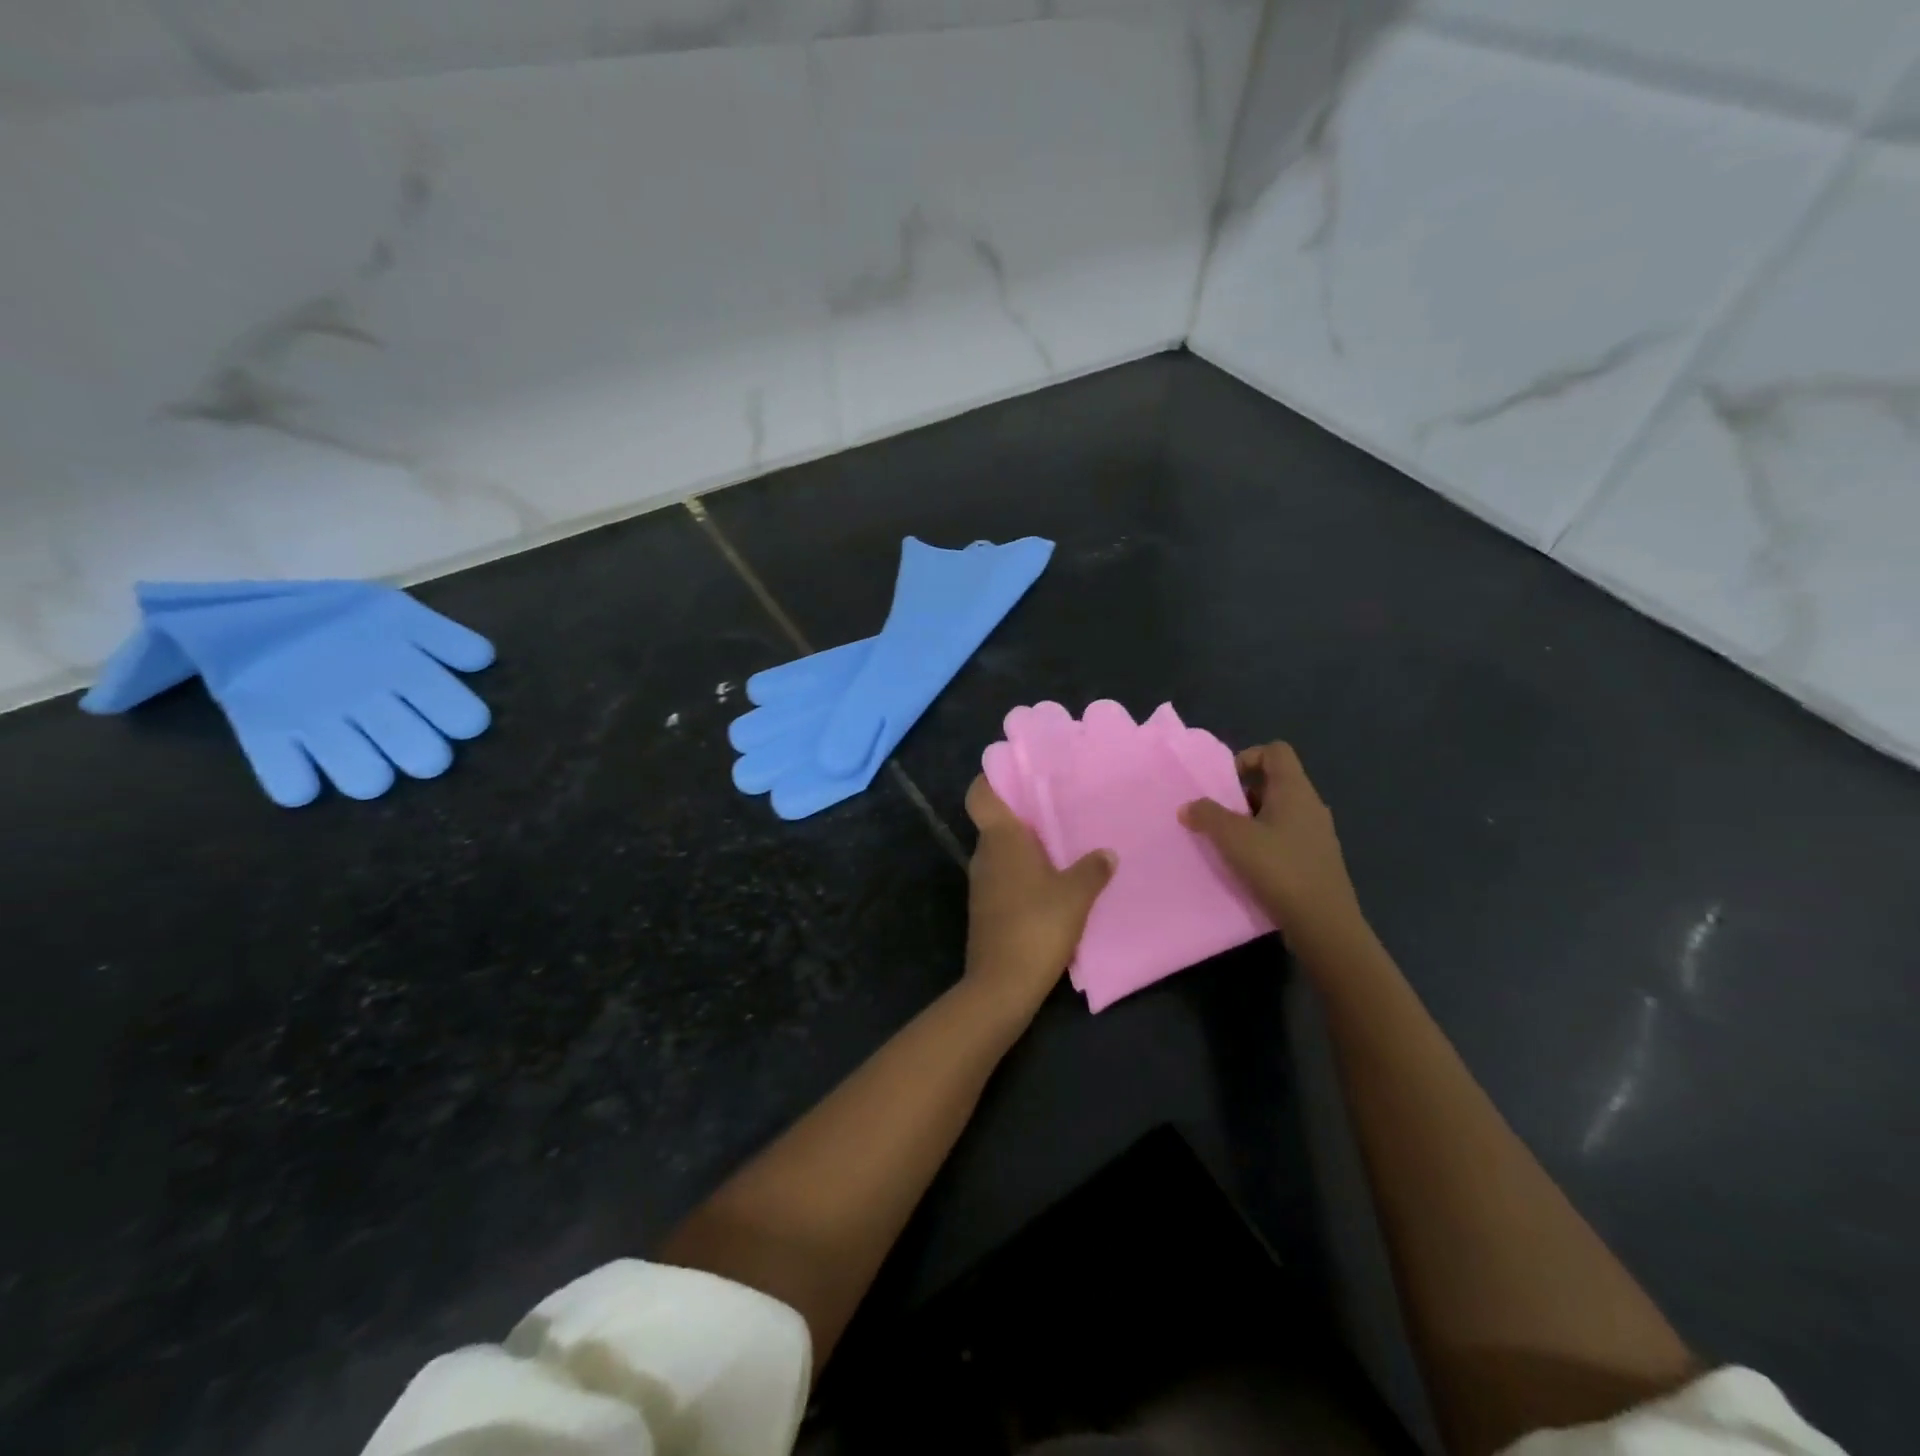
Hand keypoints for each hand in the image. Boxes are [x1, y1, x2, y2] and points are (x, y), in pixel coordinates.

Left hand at [961, 775, 1114, 1023]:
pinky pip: (1004, 875)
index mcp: (1001, 840)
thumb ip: (1093, 869)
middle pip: (997, 822)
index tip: (1017, 771)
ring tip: (1062, 841)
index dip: (992, 779)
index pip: (981, 795)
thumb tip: (1107, 853)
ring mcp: (982, 883)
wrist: (1002, 983)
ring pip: (1002, 850)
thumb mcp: (1076, 895)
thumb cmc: (1038, 926)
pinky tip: (1052, 881)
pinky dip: (1023, 871)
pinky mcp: (986, 907)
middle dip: (1023, 813)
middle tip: (1058, 805)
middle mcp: (985, 854)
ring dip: (1025, 845)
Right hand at [1179, 742, 1362, 943]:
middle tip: (1219, 815)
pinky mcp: (1316, 861)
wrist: (1323, 924)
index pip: (1275, 751)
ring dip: (1251, 821)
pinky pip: (1286, 838)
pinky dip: (1265, 844)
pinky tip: (1248, 867)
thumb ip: (1207, 815)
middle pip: (1275, 782)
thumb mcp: (1233, 838)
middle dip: (1242, 794)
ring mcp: (1317, 835)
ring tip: (1228, 844)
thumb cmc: (1279, 869)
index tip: (1225, 784)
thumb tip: (1189, 806)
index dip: (1247, 758)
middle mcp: (1311, 806)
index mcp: (1295, 791)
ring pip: (1279, 813)